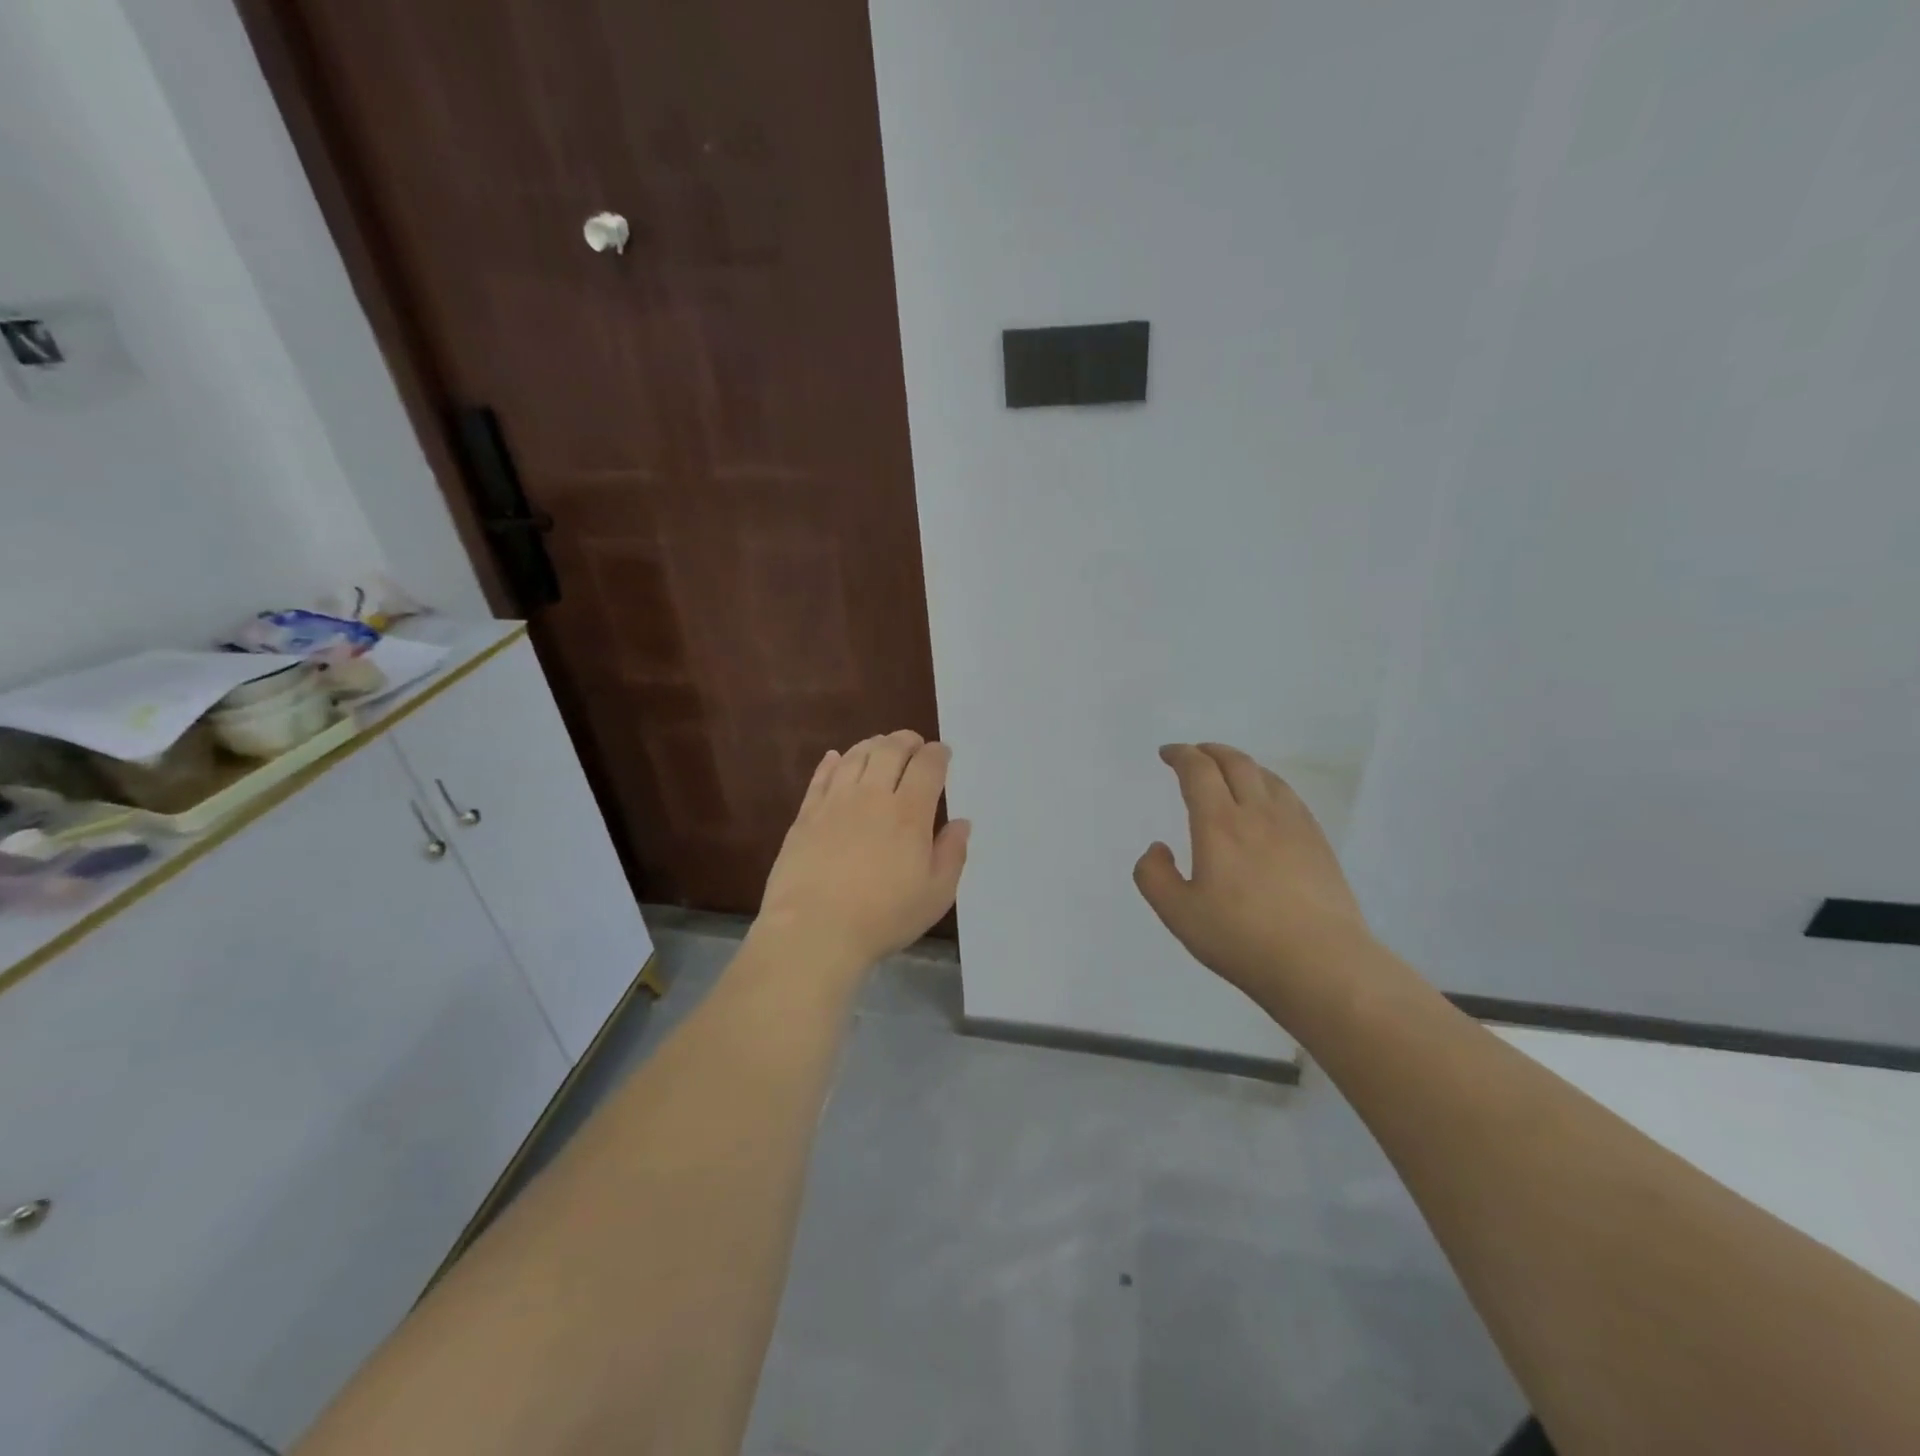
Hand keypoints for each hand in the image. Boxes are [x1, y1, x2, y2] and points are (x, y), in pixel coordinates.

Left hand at [755, 730, 970, 977]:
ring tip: (880, 746)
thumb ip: (952, 854)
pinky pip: (821, 776)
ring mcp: (835, 802)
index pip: (927, 766)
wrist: (814, 929)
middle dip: (906, 741)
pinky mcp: (806, 814)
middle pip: (890, 750)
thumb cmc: (883, 916)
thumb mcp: (935, 895)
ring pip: (855, 756)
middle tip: (913, 743)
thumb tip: (961, 823)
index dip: (937, 754)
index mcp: (909, 813)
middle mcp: (873, 796)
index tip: (942, 753)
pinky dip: (832, 762)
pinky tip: (835, 758)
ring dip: (872, 745)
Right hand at [1134, 743, 1374, 1006]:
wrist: (1322, 964)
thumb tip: (1157, 848)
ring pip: (1266, 776)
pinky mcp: (1318, 842)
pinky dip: (1268, 784)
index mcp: (1219, 824)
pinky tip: (1267, 803)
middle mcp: (1257, 813)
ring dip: (1241, 764)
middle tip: (1195, 753)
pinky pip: (1290, 797)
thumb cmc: (1242, 938)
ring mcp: (1294, 825)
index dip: (1181, 755)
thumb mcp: (1178, 914)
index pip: (1198, 771)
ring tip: (1229, 772)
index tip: (1168, 753)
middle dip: (1210, 751)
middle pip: (1235, 762)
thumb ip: (1154, 876)